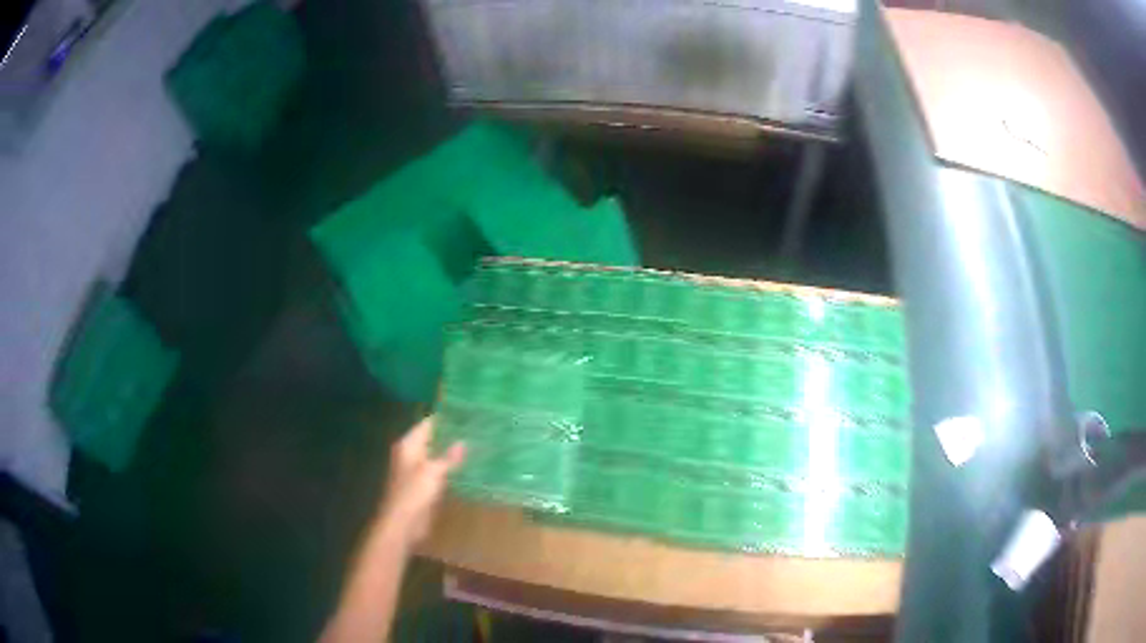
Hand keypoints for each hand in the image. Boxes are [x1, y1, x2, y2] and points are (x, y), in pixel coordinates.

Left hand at [377, 416, 465, 547]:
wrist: (402, 522)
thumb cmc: (413, 493)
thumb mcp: (432, 472)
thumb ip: (448, 457)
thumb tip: (463, 441)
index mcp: (408, 445)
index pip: (428, 424)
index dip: (445, 419)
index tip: (466, 413)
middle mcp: (412, 454)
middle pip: (433, 439)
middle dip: (451, 435)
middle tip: (476, 428)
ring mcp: (418, 470)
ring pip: (437, 455)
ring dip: (453, 452)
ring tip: (477, 444)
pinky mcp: (424, 485)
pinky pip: (440, 471)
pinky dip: (451, 467)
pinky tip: (468, 466)